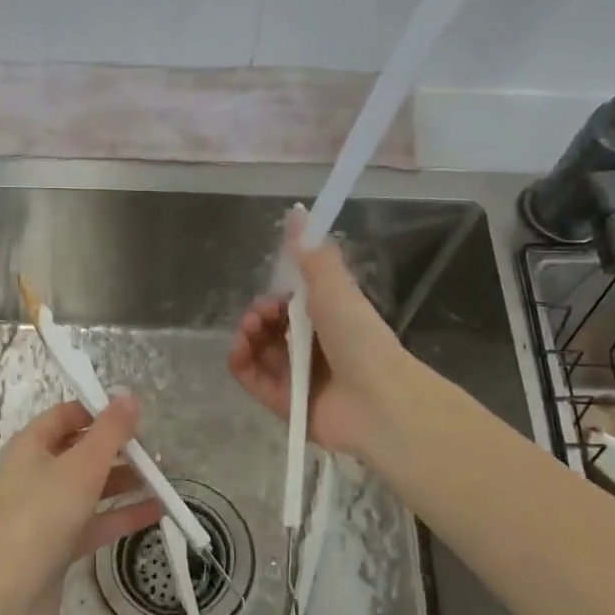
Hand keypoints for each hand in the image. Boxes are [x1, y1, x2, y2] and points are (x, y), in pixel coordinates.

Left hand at [0, 396, 158, 614]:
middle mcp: (33, 474)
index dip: (99, 412)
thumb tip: (128, 396)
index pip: (66, 416)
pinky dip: (120, 515)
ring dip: (123, 483)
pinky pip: (92, 521)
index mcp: (30, 446)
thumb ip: (110, 431)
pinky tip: (155, 512)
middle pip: (80, 451)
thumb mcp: (83, 466)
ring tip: (161, 481)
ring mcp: (44, 511)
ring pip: (89, 488)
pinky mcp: (56, 544)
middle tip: (154, 453)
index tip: (135, 418)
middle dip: (117, 450)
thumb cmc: (43, 516)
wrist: (11, 595)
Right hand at [227, 217, 410, 459]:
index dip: (275, 296)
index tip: (274, 293)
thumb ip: (312, 254)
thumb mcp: (334, 288)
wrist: (376, 399)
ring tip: (250, 333)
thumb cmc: (358, 338)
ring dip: (246, 337)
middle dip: (258, 315)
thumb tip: (297, 211)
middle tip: (261, 315)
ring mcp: (297, 377)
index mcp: (328, 321)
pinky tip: (239, 351)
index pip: (290, 305)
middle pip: (271, 328)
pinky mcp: (283, 403)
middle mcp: (312, 348)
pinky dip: (241, 364)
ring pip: (258, 351)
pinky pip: (252, 379)